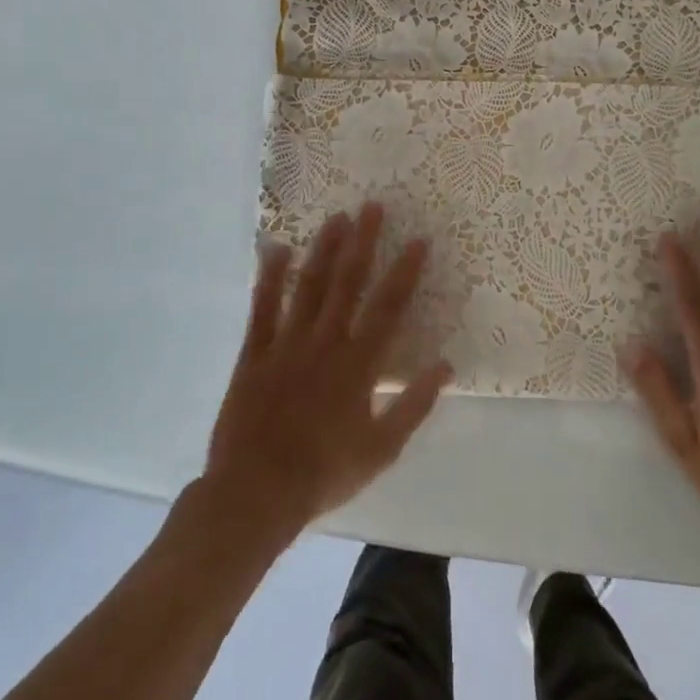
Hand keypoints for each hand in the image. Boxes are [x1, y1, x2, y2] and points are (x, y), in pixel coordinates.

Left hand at [201, 203, 451, 540]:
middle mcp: (325, 343)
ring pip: (308, 286)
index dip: (405, 271)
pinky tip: (276, 249)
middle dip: (363, 242)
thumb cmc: (325, 472)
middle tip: (372, 206)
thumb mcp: (382, 448)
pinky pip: (262, 308)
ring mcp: (286, 344)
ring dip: (324, 250)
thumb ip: (414, 404)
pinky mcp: (254, 354)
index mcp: (358, 364)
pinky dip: (269, 277)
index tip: (419, 240)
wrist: (256, 493)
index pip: (388, 307)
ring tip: (336, 218)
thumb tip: (446, 365)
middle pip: (348, 283)